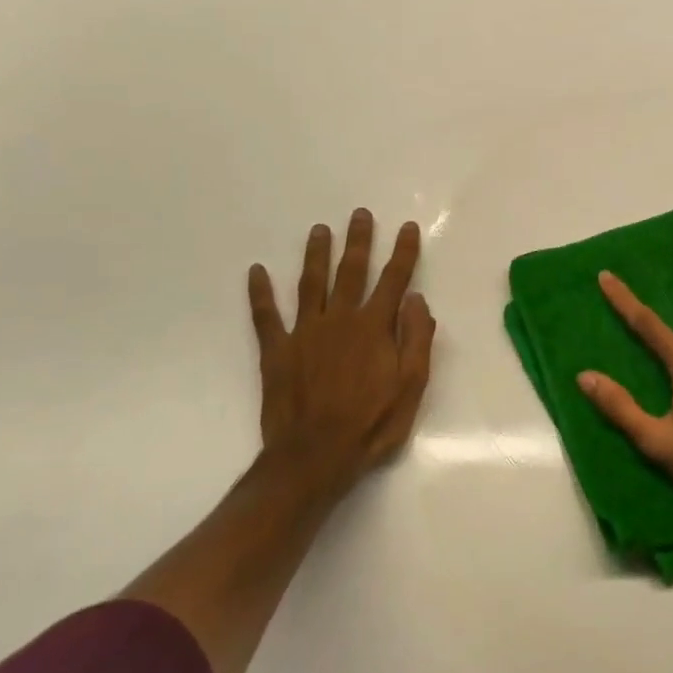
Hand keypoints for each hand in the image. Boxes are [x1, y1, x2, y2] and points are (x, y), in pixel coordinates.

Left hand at [247, 209, 435, 498]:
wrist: (315, 457)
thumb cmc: (371, 425)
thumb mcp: (411, 387)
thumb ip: (417, 339)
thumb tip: (417, 299)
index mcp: (374, 327)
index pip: (394, 280)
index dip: (404, 252)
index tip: (408, 227)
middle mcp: (340, 319)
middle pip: (351, 271)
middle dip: (358, 240)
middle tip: (360, 214)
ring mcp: (305, 332)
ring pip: (311, 283)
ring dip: (316, 254)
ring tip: (319, 229)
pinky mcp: (277, 351)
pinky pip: (266, 316)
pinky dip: (260, 293)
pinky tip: (256, 271)